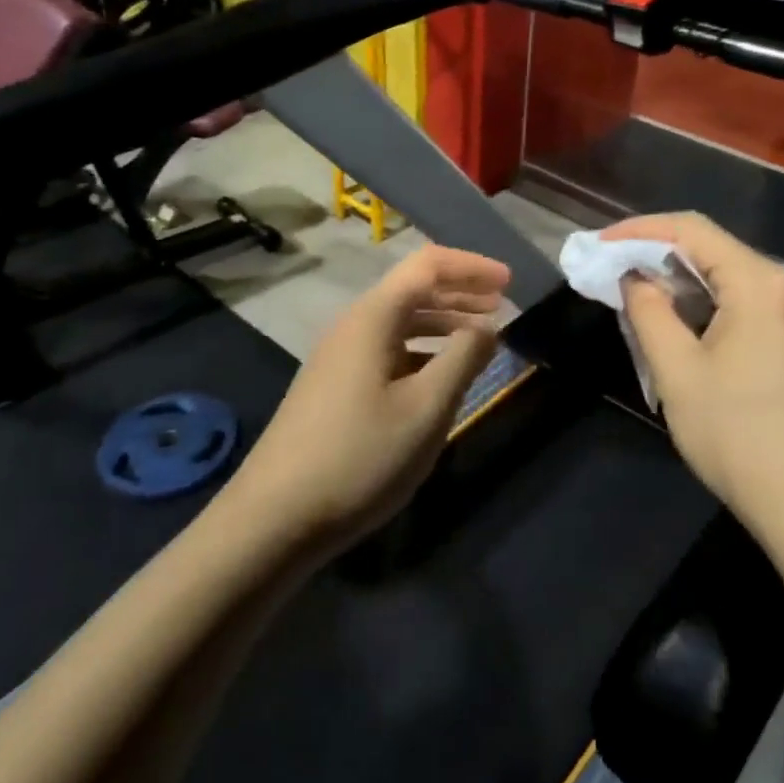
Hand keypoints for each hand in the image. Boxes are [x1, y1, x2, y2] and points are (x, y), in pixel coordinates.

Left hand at [231, 245, 508, 551]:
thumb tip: (487, 327)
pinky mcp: (334, 386)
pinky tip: (438, 374)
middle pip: (412, 289)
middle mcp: (353, 326)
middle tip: (502, 304)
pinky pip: (387, 349)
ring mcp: (339, 357)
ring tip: (479, 336)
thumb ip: (463, 360)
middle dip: (460, 291)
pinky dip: (421, 349)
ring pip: (399, 322)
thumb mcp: (425, 409)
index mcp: (373, 318)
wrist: (274, 517)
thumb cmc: (359, 457)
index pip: (428, 265)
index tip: (509, 282)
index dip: (471, 267)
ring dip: (442, 321)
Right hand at [608, 213, 783, 541]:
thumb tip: (634, 278)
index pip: (692, 230)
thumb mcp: (678, 372)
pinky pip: (749, 302)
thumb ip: (649, 311)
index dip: (640, 230)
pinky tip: (684, 322)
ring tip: (639, 296)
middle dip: (659, 254)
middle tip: (613, 270)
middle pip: (715, 249)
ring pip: (731, 277)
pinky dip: (711, 303)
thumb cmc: (738, 436)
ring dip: (684, 281)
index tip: (601, 244)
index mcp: (760, 285)